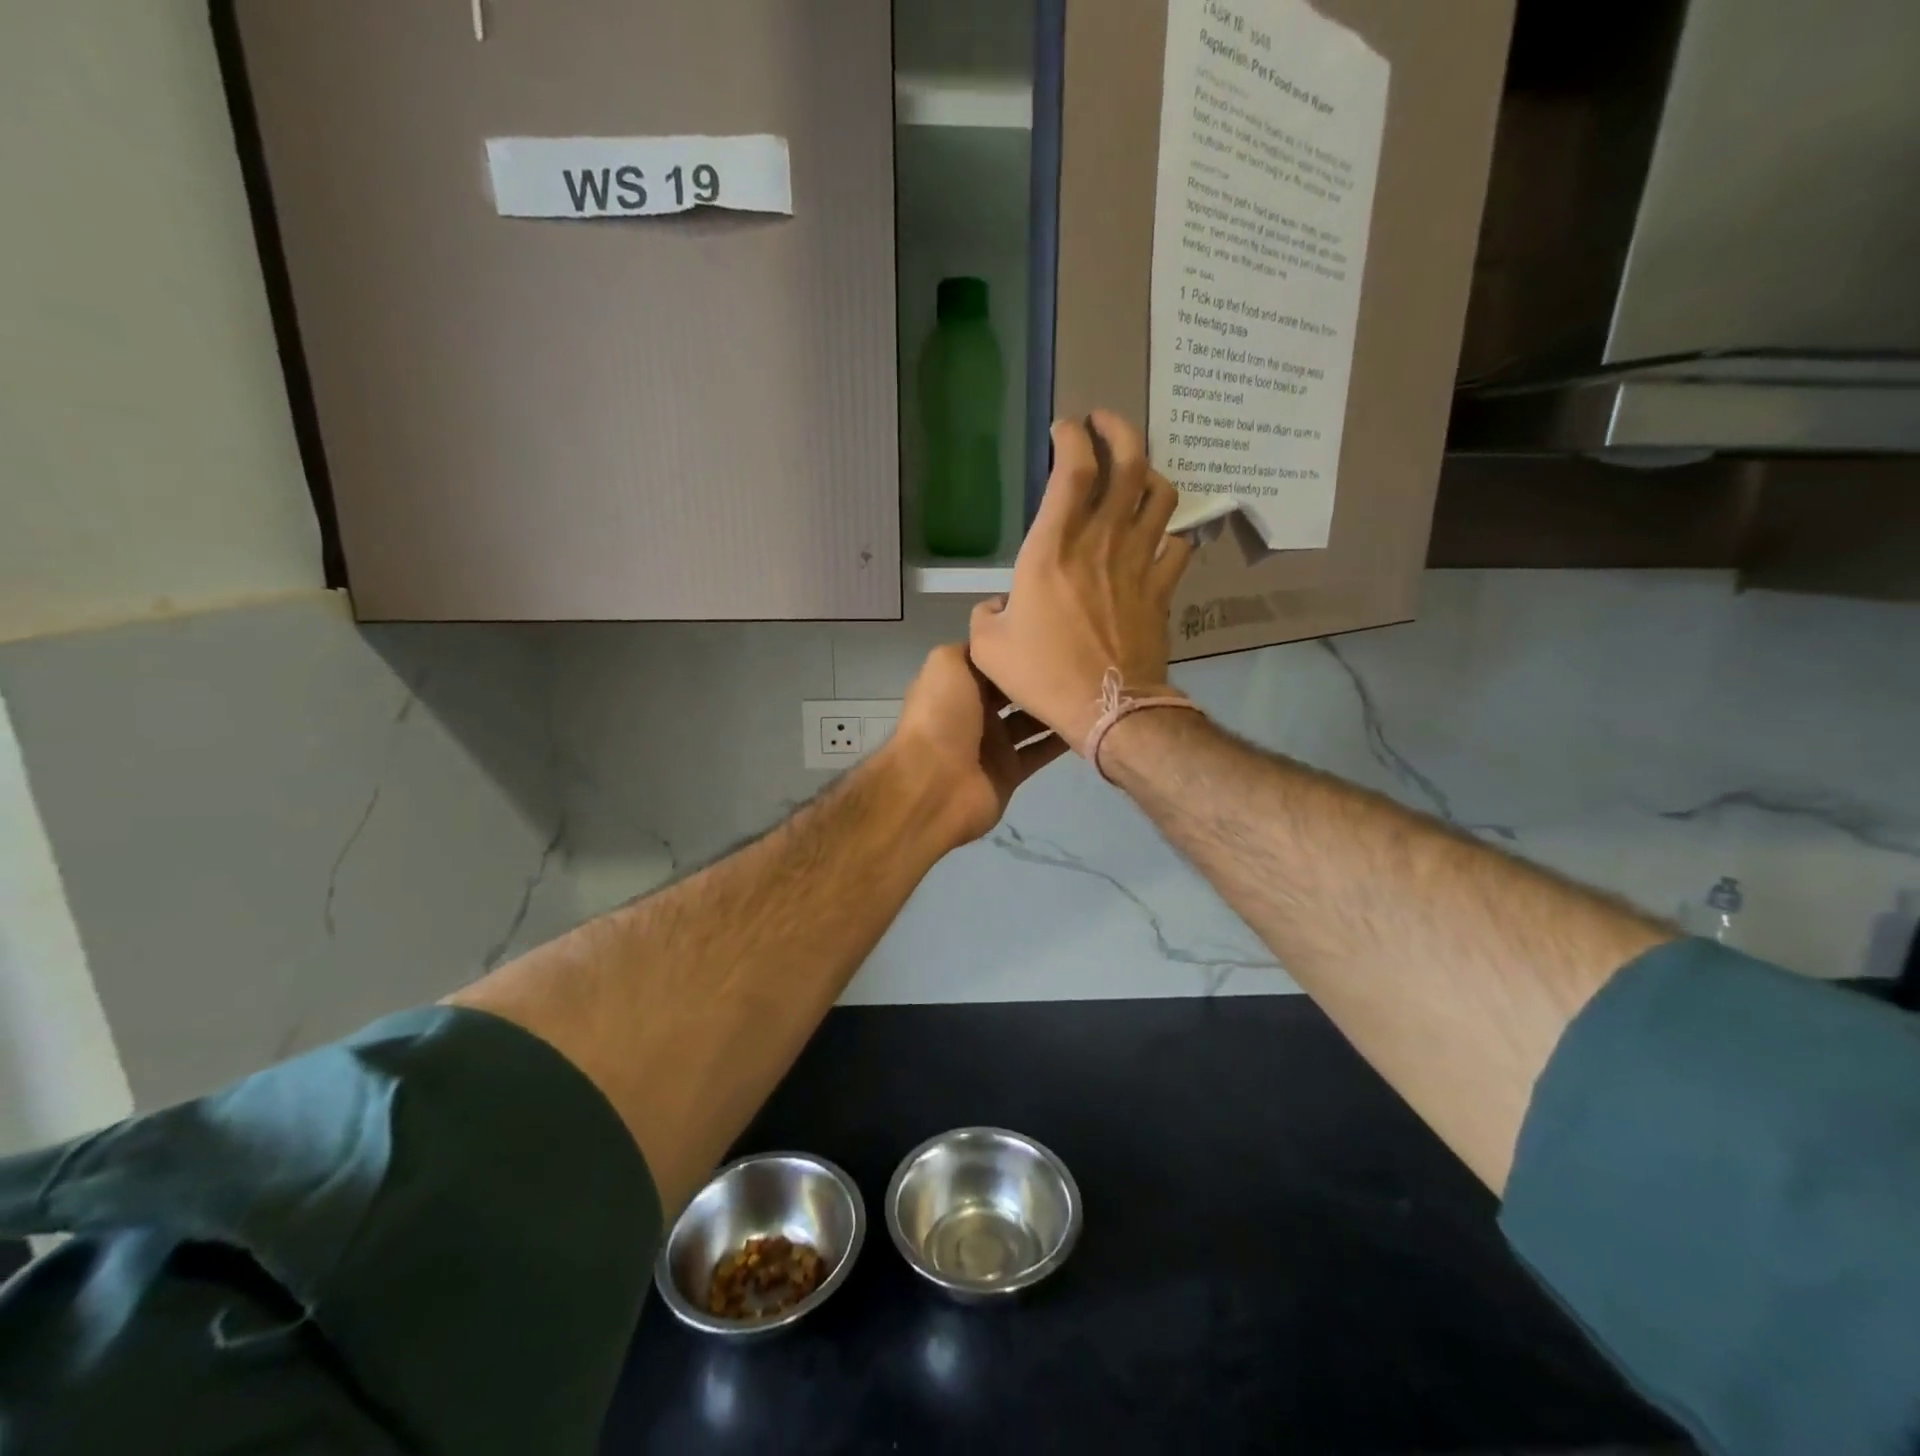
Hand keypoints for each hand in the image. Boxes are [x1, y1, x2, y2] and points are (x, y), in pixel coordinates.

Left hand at [885, 644, 1067, 845]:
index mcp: (957, 683)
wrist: (936, 783)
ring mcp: (993, 743)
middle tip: (1077, 657)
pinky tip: (1087, 720)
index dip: (1014, 645)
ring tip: (1089, 686)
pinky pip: (1040, 751)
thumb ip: (972, 648)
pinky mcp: (1010, 771)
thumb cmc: (941, 716)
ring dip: (1054, 705)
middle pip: (1013, 689)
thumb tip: (999, 640)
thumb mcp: (947, 664)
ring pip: (1030, 720)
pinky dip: (1060, 739)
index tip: (1050, 629)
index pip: (991, 659)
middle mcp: (975, 711)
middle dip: (1038, 675)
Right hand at [969, 411, 1193, 750]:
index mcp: (1053, 548)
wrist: (1107, 709)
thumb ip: (985, 614)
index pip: (1074, 468)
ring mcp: (1139, 563)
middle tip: (1105, 423)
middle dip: (1120, 430)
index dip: (1072, 436)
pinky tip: (1160, 537)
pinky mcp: (1162, 589)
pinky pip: (1179, 545)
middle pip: (1129, 464)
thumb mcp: (989, 647)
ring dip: (1150, 474)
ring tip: (1136, 475)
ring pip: (1162, 496)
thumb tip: (998, 605)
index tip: (1064, 428)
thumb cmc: (1043, 675)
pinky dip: (1172, 533)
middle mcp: (1102, 542)